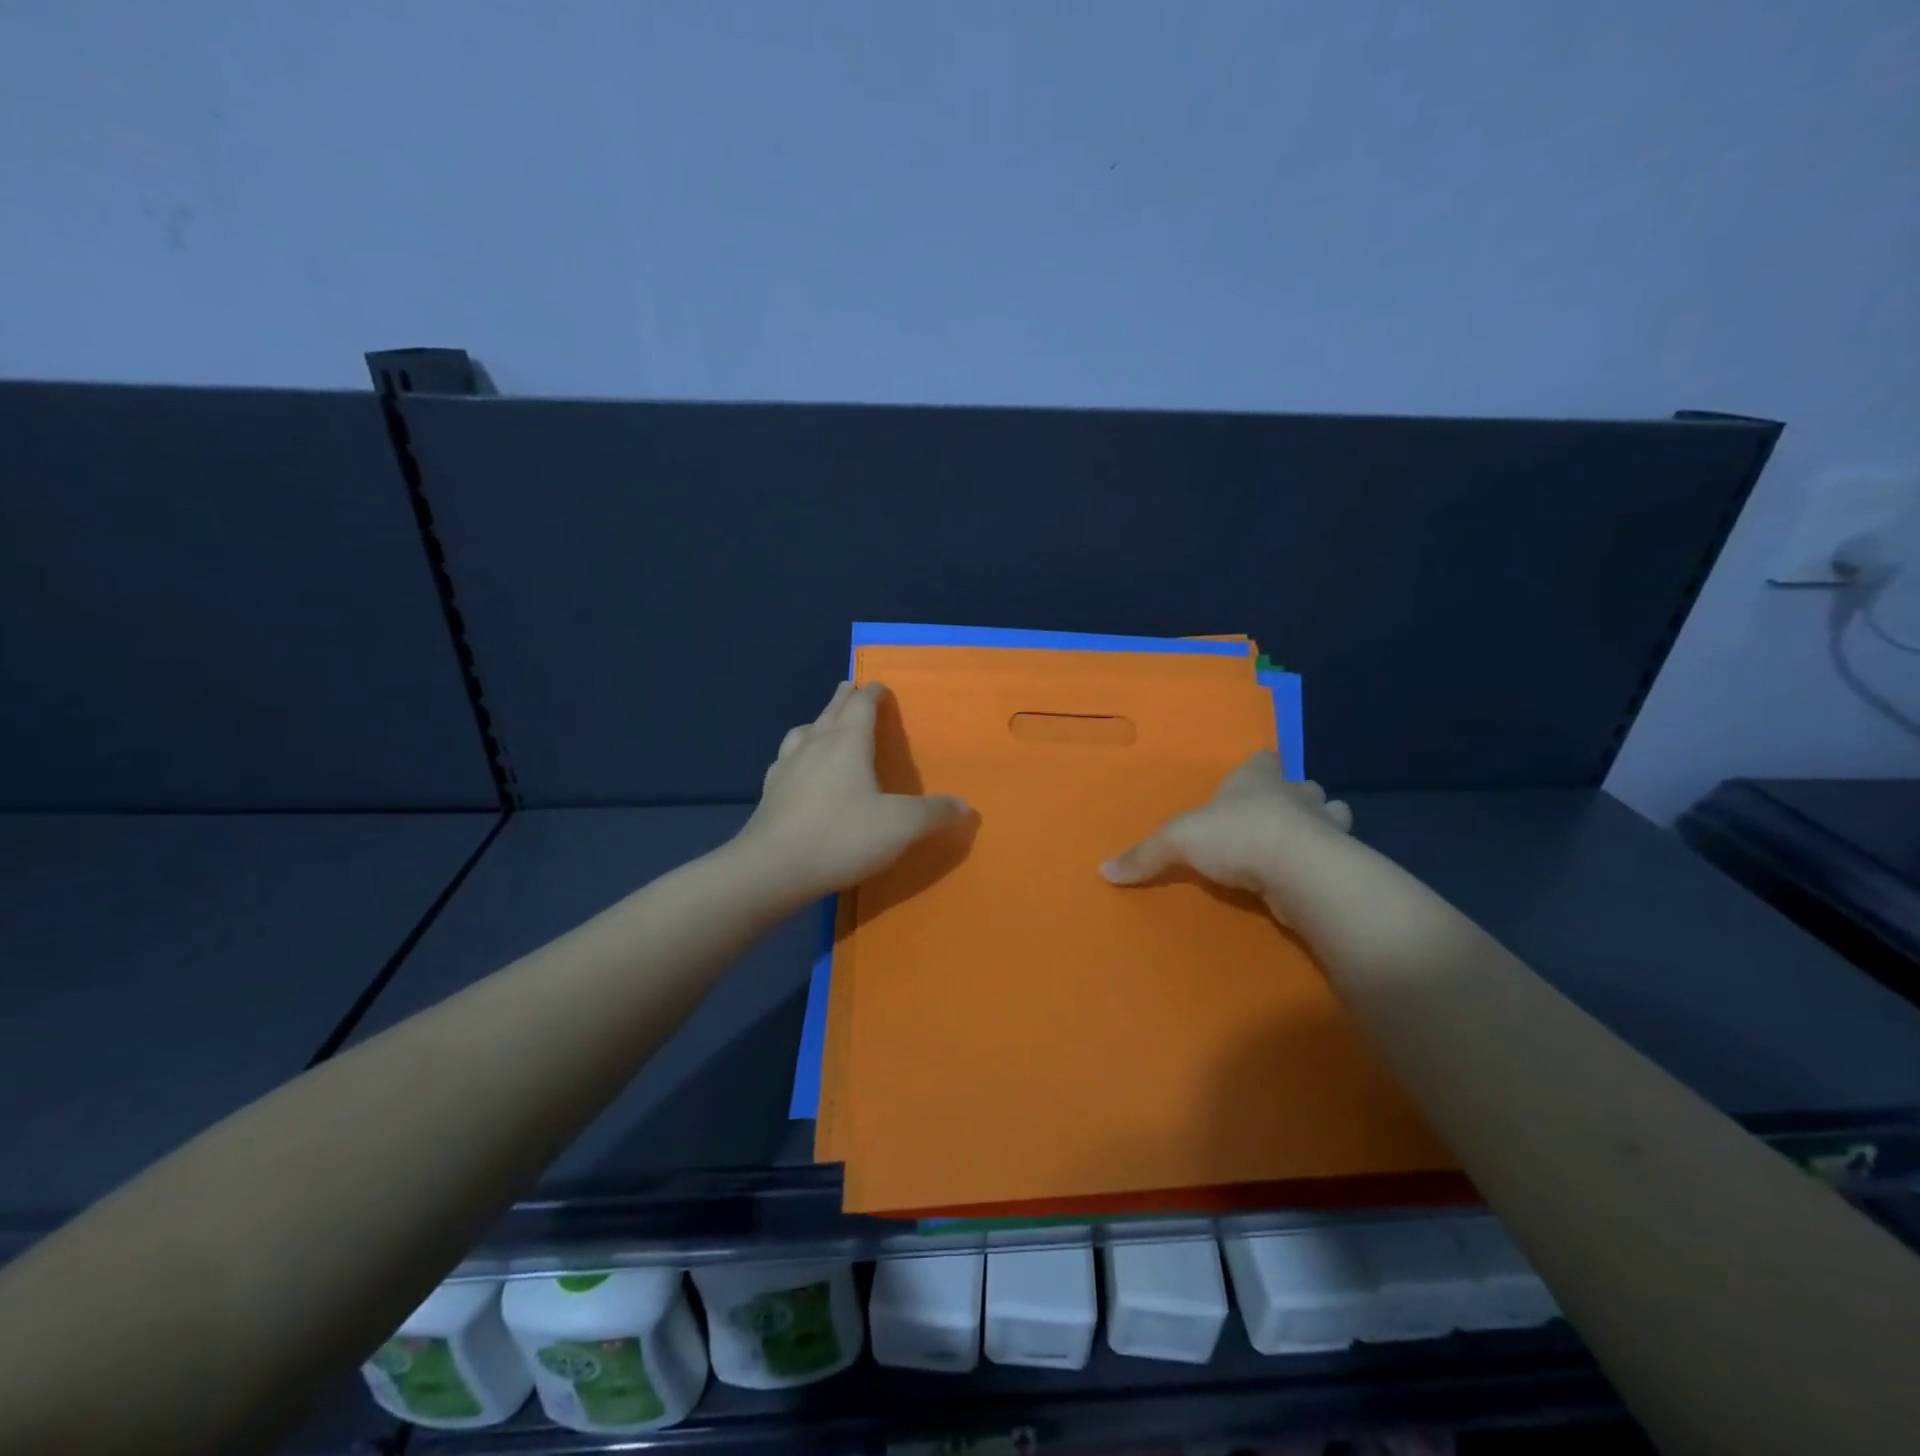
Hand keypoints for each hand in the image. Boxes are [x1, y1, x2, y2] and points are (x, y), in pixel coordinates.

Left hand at [732, 682, 970, 908]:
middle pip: (831, 712)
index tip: (879, 686)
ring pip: (803, 732)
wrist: (772, 869)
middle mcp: (815, 745)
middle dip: (843, 698)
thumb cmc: (842, 837)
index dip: (872, 694)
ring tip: (822, 724)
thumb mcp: (900, 826)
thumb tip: (967, 807)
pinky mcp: (769, 793)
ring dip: (817, 722)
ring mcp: (787, 767)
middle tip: (849, 687)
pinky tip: (796, 768)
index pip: (861, 706)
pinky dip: (796, 753)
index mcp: (847, 742)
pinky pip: (785, 760)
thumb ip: (935, 813)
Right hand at [1100, 751, 1352, 917]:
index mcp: (1258, 776)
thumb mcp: (1177, 841)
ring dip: (1320, 827)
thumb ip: (1144, 855)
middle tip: (1273, 818)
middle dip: (1293, 798)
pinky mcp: (1341, 861)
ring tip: (1298, 846)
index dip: (1258, 767)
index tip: (1251, 778)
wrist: (1298, 869)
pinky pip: (1336, 856)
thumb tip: (1103, 871)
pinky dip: (1327, 864)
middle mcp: (1296, 793)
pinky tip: (1311, 878)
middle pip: (1301, 786)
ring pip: (1331, 815)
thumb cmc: (1236, 835)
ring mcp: (1325, 826)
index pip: (1263, 759)